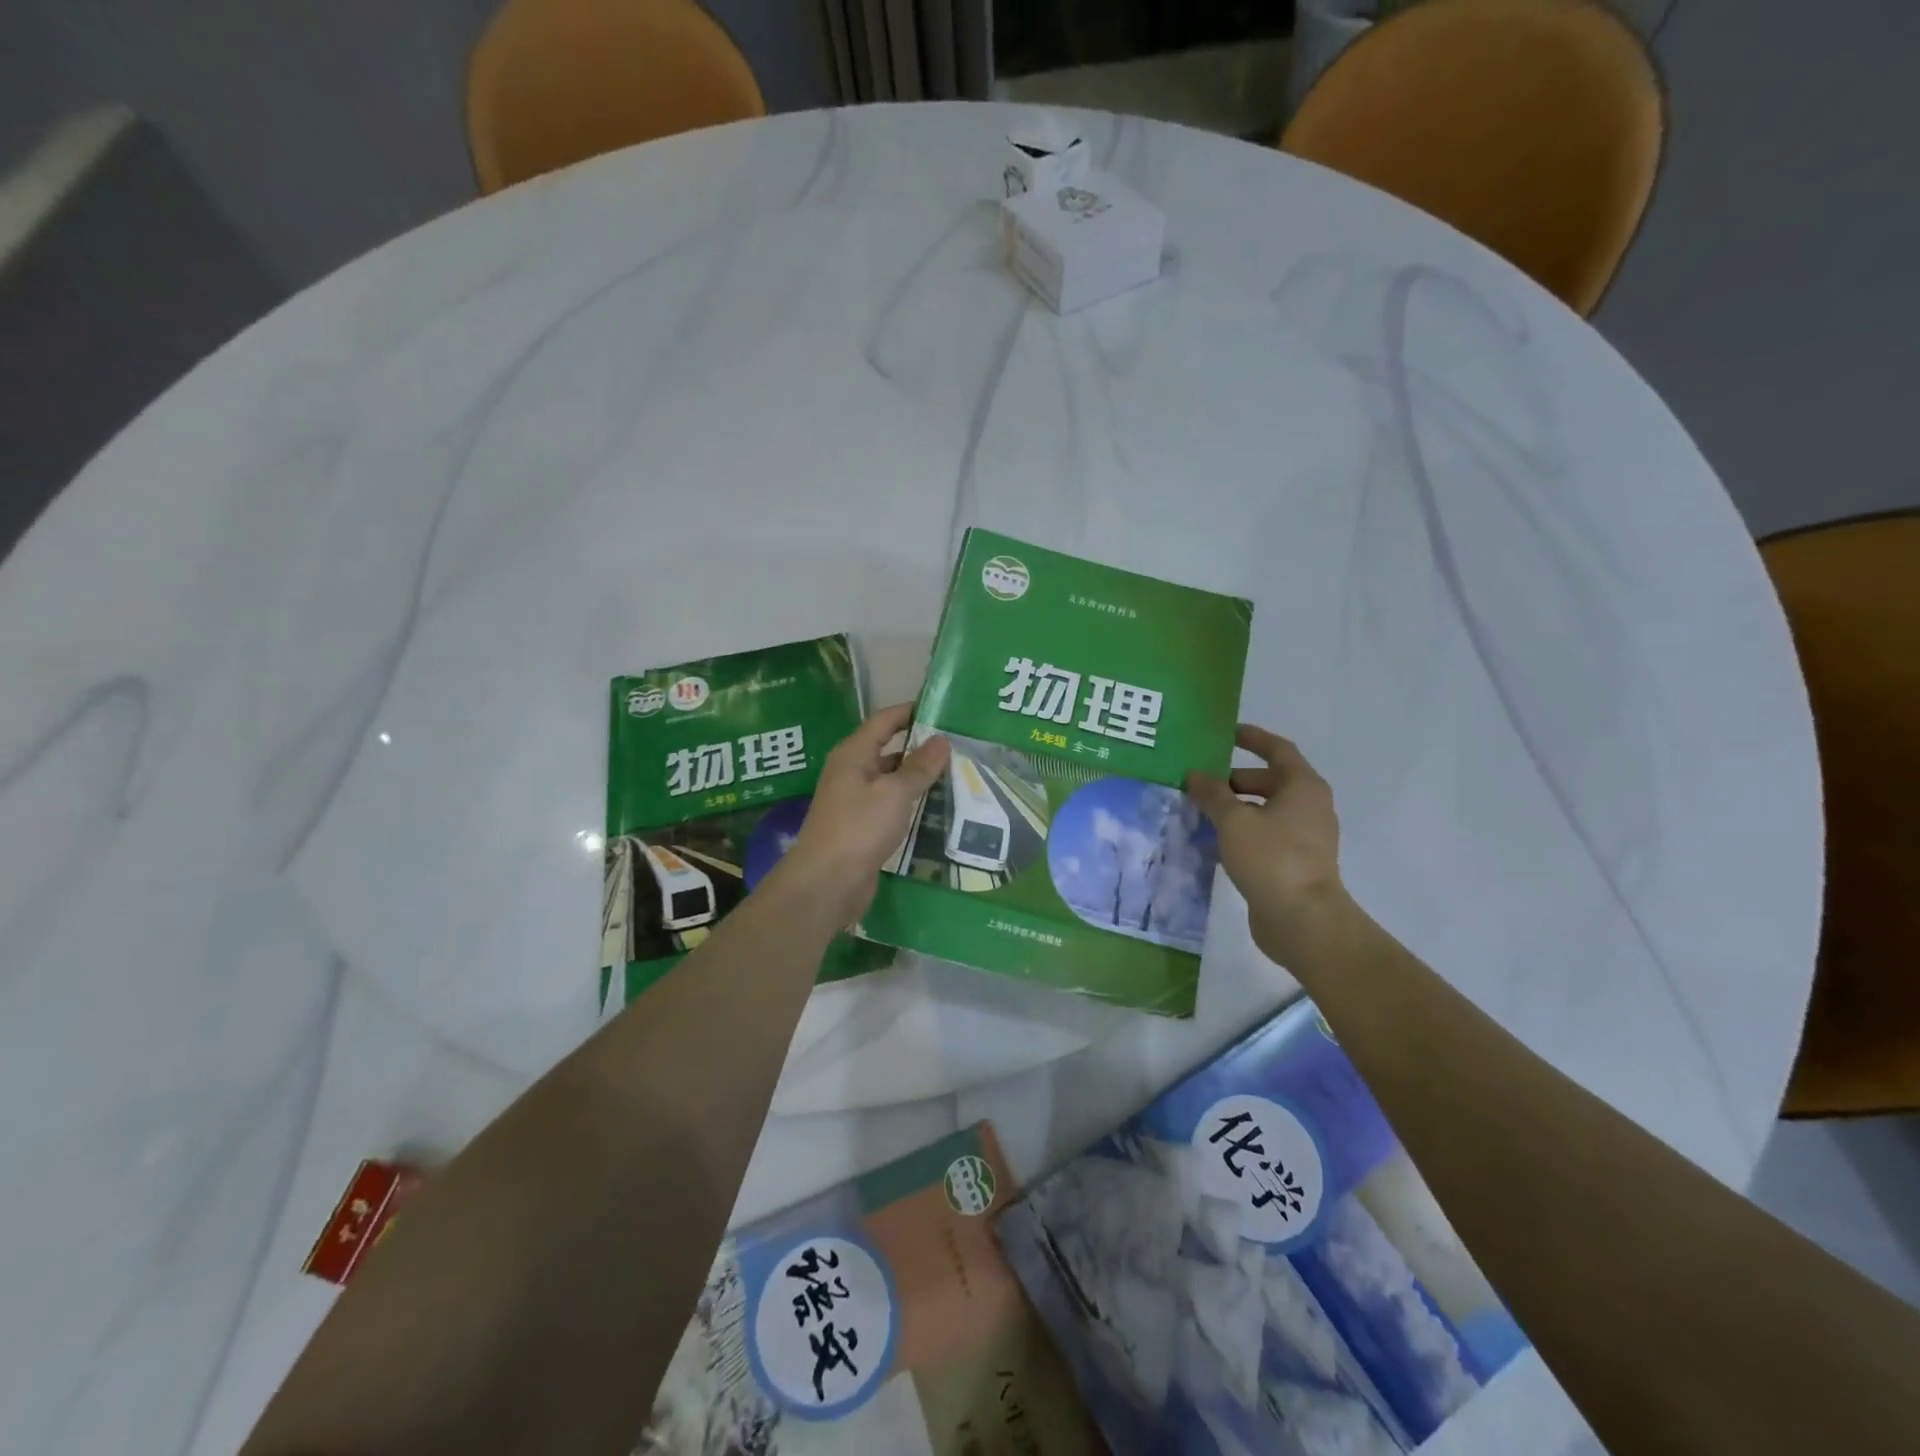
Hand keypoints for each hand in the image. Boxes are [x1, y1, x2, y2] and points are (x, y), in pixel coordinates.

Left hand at [783, 703, 950, 921]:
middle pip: (888, 750)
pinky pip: (890, 807)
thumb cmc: (859, 827)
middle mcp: (851, 773)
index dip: (911, 712)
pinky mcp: (861, 829)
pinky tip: (935, 810)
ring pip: (890, 781)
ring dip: (917, 779)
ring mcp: (854, 802)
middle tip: (959, 748)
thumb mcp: (894, 793)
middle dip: (920, 748)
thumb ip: (919, 767)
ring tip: (955, 777)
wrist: (827, 883)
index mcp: (853, 754)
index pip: (884, 721)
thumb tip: (941, 740)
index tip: (942, 710)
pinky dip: (910, 805)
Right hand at [1187, 725, 1350, 967]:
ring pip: (1265, 810)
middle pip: (1269, 781)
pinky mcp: (1295, 862)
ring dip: (1235, 807)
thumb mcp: (1234, 820)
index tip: (1225, 734)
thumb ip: (1212, 794)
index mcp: (1303, 787)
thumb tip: (1194, 775)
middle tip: (1199, 782)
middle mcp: (1309, 806)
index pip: (1278, 749)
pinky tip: (1214, 841)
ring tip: (1199, 811)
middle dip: (1233, 779)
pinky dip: (1242, 831)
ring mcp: (1305, 837)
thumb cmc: (1271, 858)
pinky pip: (1265, 835)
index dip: (1252, 738)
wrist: (1302, 920)